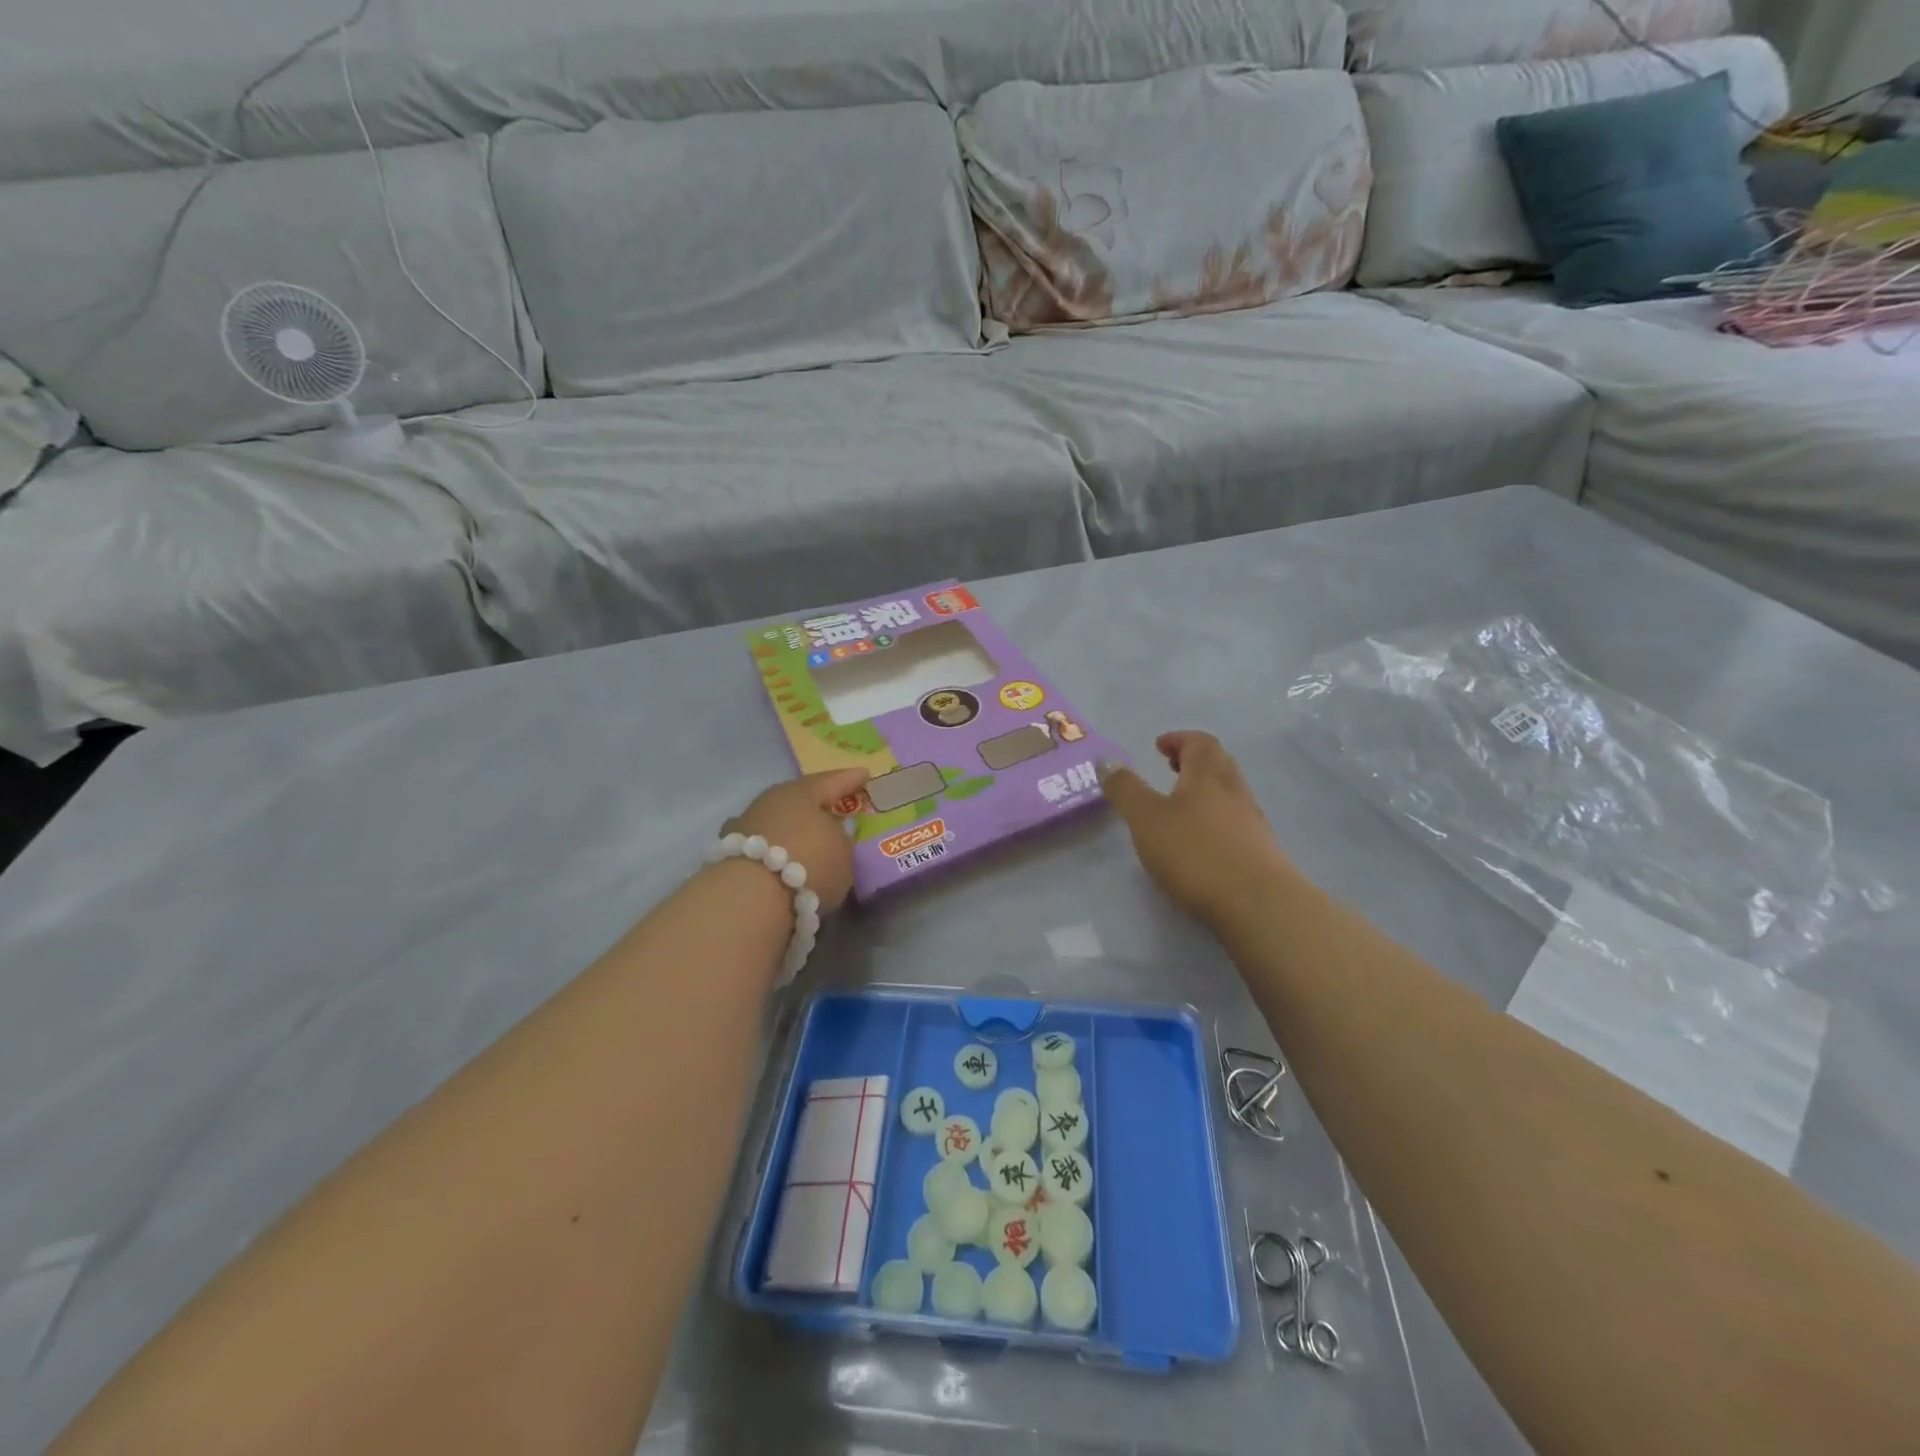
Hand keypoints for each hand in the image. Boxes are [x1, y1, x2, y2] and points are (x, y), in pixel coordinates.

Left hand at [722, 767, 870, 911]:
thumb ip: (841, 840)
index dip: (850, 779)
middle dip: (816, 807)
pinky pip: (762, 848)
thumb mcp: (843, 853)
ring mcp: (745, 827)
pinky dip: (774, 853)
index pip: (832, 782)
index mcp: (801, 792)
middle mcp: (770, 801)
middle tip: (833, 810)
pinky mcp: (729, 855)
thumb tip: (833, 835)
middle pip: (799, 801)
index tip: (864, 773)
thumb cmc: (809, 864)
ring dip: (791, 831)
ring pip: (776, 823)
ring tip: (808, 844)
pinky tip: (782, 864)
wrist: (750, 898)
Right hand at [1099, 732, 1296, 925]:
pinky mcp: (1261, 852)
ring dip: (1206, 791)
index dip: (1179, 739)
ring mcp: (1253, 822)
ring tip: (1181, 808)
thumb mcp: (1146, 819)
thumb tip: (1107, 760)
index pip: (1199, 742)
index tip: (1160, 746)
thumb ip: (1125, 789)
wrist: (1258, 905)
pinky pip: (1236, 822)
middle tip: (1171, 769)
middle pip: (1219, 763)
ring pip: (1229, 794)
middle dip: (1194, 761)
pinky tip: (1201, 843)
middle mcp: (1235, 791)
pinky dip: (1216, 820)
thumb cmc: (1196, 854)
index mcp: (1208, 775)